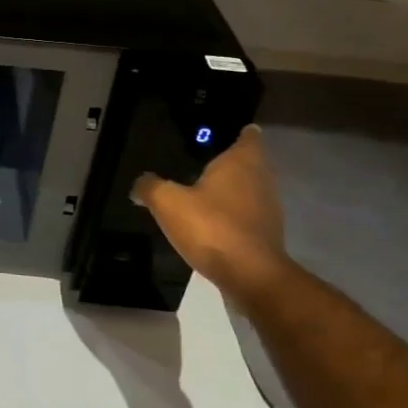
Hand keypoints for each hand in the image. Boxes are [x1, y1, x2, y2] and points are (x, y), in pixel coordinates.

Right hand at [132, 126, 290, 298]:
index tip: (221, 130)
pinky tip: (208, 219)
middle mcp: (261, 180)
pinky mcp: (265, 234)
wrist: (251, 277)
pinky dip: (231, 212)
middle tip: (201, 158)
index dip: (237, 131)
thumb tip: (139, 184)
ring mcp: (267, 209)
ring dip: (231, 188)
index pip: (247, 136)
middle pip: (249, 162)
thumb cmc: (211, 227)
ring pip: (248, 188)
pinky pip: (246, 213)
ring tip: (201, 188)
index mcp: (241, 163)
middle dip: (230, 160)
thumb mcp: (167, 202)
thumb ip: (150, 186)